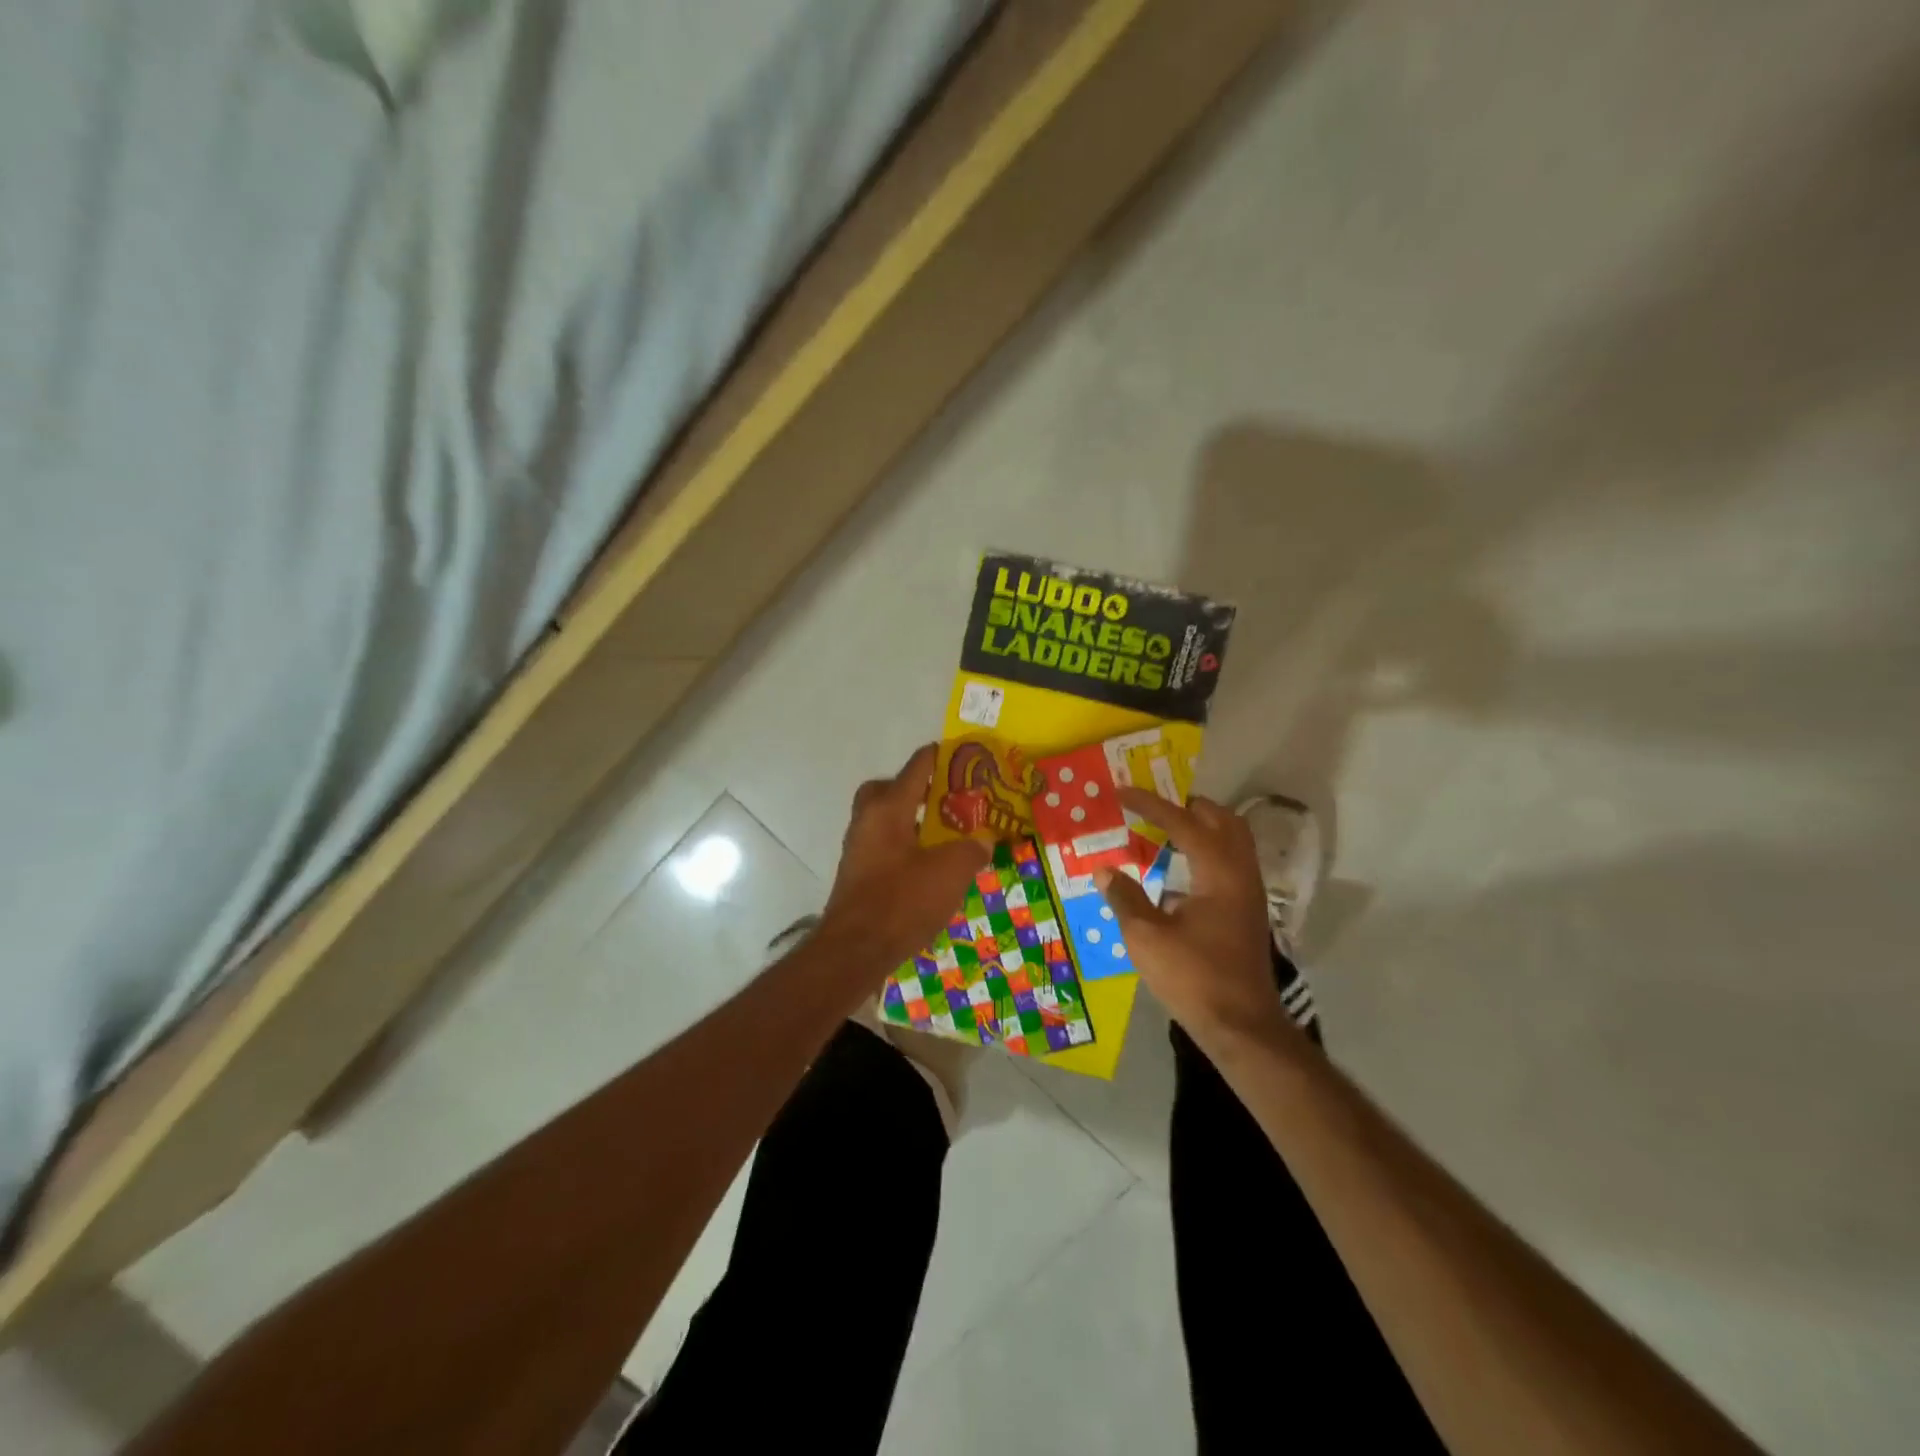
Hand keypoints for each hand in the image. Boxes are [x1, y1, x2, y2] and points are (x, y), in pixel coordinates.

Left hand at [819, 745, 991, 979]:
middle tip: (946, 800)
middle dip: (918, 789)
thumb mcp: (950, 872)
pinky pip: (884, 846)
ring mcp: (858, 848)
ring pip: (885, 819)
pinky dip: (905, 847)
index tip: (966, 756)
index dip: (942, 757)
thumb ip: (971, 849)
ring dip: (912, 820)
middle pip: (889, 789)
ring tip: (946, 835)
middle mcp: (867, 820)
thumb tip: (984, 839)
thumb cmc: (902, 901)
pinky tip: (929, 868)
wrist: (855, 950)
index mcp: (888, 808)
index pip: (917, 767)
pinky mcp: (858, 875)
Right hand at [1097, 789, 1287, 1045]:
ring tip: (1165, 831)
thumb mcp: (1147, 938)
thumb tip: (1105, 871)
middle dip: (1189, 807)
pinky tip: (1179, 872)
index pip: (1184, 823)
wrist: (1241, 1026)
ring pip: (1232, 842)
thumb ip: (1125, 898)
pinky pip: (1230, 864)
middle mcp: (1241, 875)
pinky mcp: (1247, 913)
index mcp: (1219, 873)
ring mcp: (1249, 895)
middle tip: (1154, 807)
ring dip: (1201, 828)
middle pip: (1224, 821)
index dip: (1151, 805)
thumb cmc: (1193, 977)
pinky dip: (1206, 852)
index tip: (1122, 792)